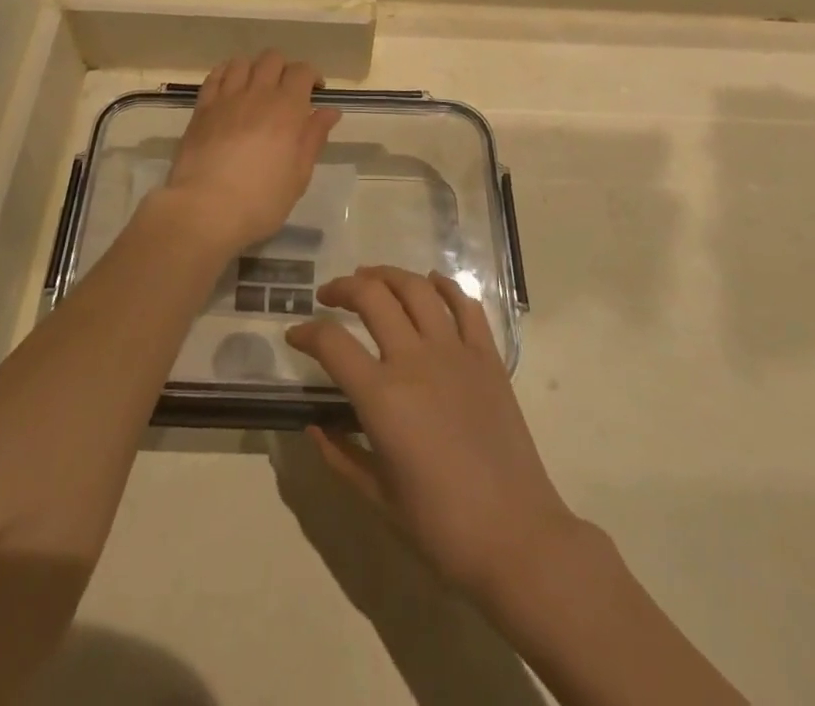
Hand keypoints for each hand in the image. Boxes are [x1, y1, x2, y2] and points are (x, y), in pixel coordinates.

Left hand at [159, 51, 340, 254]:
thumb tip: (329, 111)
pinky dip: (226, 75)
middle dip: (283, 69)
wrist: (206, 209)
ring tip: (255, 90)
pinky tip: (229, 91)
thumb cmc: (261, 200)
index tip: (315, 93)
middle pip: (272, 58)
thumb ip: (314, 137)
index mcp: (287, 108)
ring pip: (241, 61)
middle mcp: (257, 93)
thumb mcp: (299, 175)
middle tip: (286, 93)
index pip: (302, 70)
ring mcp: (226, 97)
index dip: (311, 76)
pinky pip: (214, 76)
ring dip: (253, 69)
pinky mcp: (202, 107)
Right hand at [286, 266, 581, 602]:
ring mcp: (456, 353)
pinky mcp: (488, 358)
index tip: (296, 334)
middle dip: (343, 287)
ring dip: (388, 275)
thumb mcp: (379, 497)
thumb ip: (341, 456)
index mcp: (382, 397)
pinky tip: (432, 282)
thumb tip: (315, 427)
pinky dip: (446, 286)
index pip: (331, 343)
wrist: (518, 539)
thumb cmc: (441, 528)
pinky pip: (466, 306)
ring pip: (417, 289)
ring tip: (371, 278)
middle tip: (329, 295)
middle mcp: (415, 361)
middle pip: (372, 297)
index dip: (306, 333)